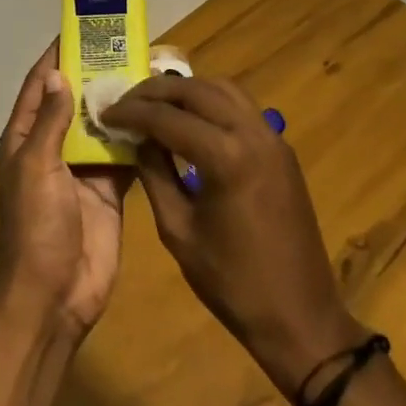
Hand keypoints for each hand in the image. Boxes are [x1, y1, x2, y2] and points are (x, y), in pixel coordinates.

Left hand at [0, 43, 129, 343]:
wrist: (55, 294)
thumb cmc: (37, 225)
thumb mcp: (37, 167)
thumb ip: (49, 121)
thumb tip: (56, 72)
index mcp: (26, 138)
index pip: (40, 85)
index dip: (57, 56)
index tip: (81, 28)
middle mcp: (53, 147)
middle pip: (75, 101)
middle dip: (96, 75)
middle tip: (127, 46)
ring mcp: (83, 169)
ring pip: (102, 126)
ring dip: (120, 103)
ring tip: (149, 72)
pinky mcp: (110, 189)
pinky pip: (124, 155)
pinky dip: (139, 136)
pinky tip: (160, 116)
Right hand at [103, 75, 366, 396]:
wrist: (300, 316)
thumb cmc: (232, 283)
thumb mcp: (178, 230)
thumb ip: (155, 175)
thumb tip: (138, 139)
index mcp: (225, 157)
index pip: (167, 117)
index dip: (132, 112)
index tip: (106, 113)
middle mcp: (252, 134)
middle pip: (196, 90)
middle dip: (156, 91)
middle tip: (126, 101)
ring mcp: (273, 137)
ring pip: (223, 88)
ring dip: (186, 89)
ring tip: (155, 103)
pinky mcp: (281, 148)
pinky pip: (242, 106)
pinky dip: (212, 101)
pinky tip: (190, 118)